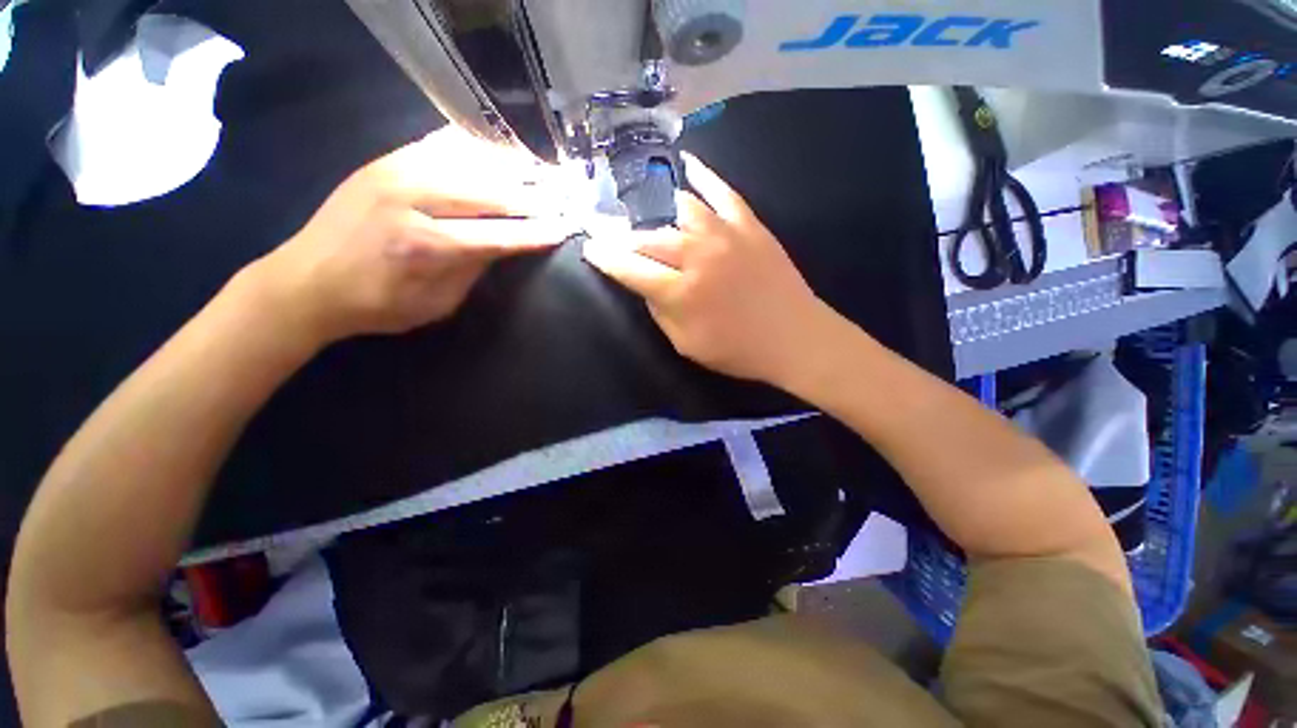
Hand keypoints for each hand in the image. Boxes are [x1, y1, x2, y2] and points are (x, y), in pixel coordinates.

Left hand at [252, 127, 574, 344]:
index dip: (536, 232)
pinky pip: (440, 144)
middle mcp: (413, 199)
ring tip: (544, 167)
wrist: (305, 280)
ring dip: (512, 165)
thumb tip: (506, 243)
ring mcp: (396, 171)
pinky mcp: (386, 160)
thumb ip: (473, 270)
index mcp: (426, 245)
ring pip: (469, 161)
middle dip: (534, 195)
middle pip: (489, 192)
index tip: (566, 227)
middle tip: (565, 193)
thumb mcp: (436, 304)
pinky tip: (499, 147)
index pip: (498, 234)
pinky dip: (476, 145)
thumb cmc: (378, 305)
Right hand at [582, 154, 841, 386]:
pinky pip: (723, 193)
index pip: (630, 268)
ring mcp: (725, 235)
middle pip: (650, 238)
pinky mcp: (750, 226)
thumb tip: (647, 285)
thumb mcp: (687, 344)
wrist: (795, 338)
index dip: (606, 258)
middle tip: (613, 236)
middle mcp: (697, 256)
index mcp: (680, 292)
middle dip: (626, 238)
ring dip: (656, 211)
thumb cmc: (738, 350)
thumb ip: (661, 312)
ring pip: (679, 210)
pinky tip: (688, 164)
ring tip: (642, 210)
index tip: (590, 247)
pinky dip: (704, 176)